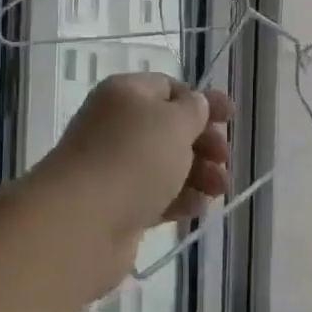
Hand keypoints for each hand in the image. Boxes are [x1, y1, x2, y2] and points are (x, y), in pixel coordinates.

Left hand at [35, 73, 232, 293]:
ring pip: (165, 165)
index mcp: (125, 94)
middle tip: (224, 159)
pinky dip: (179, 199)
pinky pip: (155, 196)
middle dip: (203, 143)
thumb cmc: (133, 158)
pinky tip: (198, 208)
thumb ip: (194, 110)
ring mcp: (114, 168)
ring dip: (197, 174)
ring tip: (219, 189)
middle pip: (169, 129)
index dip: (201, 101)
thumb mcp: (174, 122)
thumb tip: (195, 104)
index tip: (230, 117)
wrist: (82, 222)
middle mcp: (116, 126)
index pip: (169, 88)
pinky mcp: (117, 206)